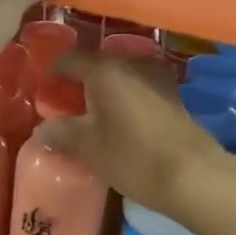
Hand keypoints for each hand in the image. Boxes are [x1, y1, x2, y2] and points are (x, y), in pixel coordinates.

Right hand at [38, 51, 227, 215]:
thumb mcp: (89, 148)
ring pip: (122, 75)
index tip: (44, 87)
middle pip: (98, 64)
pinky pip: (139, 87)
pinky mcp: (173, 96)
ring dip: (106, 88)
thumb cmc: (133, 157)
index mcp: (105, 70)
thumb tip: (42, 130)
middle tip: (65, 100)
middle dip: (81, 79)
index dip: (55, 71)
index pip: (71, 59)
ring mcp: (157, 78)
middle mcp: (131, 64)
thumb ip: (61, 133)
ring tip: (92, 110)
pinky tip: (120, 117)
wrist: (193, 175)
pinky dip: (126, 96)